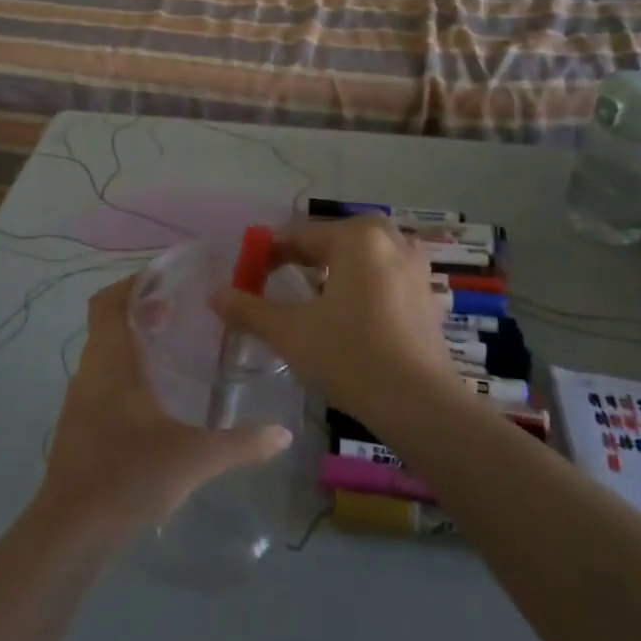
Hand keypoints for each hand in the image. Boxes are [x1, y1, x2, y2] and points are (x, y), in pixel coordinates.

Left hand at [35, 275, 291, 542]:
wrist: (70, 533)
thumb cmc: (127, 476)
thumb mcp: (193, 457)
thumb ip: (240, 443)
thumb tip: (283, 433)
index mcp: (110, 361)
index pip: (109, 302)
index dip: (134, 283)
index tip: (167, 279)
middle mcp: (90, 372)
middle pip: (109, 324)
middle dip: (142, 312)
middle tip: (181, 311)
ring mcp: (80, 402)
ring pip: (105, 355)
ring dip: (134, 343)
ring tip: (174, 349)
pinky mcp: (80, 429)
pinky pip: (103, 383)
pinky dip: (127, 374)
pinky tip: (157, 401)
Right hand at [211, 216, 454, 423]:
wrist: (420, 405)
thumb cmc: (350, 357)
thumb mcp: (290, 332)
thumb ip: (249, 309)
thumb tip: (214, 294)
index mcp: (357, 237)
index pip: (299, 236)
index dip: (268, 255)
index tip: (249, 279)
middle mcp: (390, 240)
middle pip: (333, 239)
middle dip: (304, 258)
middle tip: (281, 283)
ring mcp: (414, 267)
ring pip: (362, 256)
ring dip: (335, 269)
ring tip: (314, 298)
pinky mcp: (427, 295)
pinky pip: (384, 275)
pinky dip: (362, 284)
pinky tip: (350, 315)